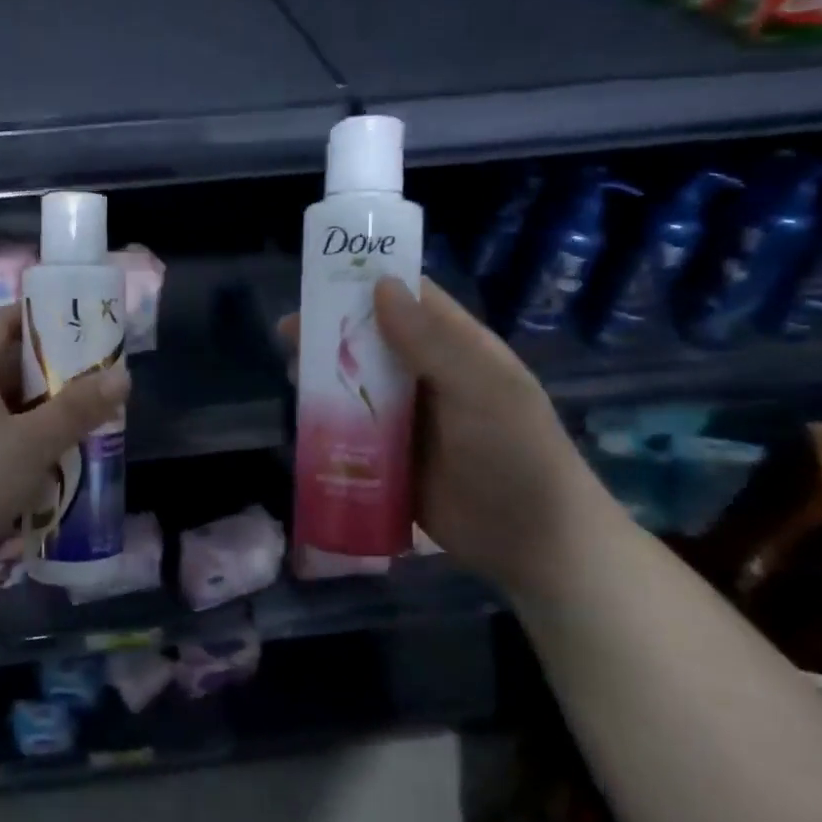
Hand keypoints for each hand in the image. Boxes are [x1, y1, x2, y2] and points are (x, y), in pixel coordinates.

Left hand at [0, 305, 129, 589]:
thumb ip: (78, 409)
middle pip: (9, 364)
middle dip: (54, 370)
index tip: (80, 323)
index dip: (39, 314)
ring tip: (87, 419)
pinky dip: (26, 441)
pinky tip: (55, 460)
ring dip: (43, 411)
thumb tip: (123, 375)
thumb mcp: (33, 442)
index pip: (2, 320)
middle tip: (97, 378)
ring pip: (7, 406)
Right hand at [282, 277, 616, 596]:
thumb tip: (379, 285)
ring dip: (323, 374)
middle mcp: (427, 375)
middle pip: (373, 340)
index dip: (368, 283)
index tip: (321, 278)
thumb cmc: (515, 453)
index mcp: (456, 349)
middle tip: (289, 332)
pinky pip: (352, 427)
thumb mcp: (482, 389)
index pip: (410, 300)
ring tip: (290, 372)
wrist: (532, 543)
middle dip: (331, 331)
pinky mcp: (389, 455)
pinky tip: (302, 417)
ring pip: (356, 382)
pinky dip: (327, 418)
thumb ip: (431, 340)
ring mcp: (407, 417)